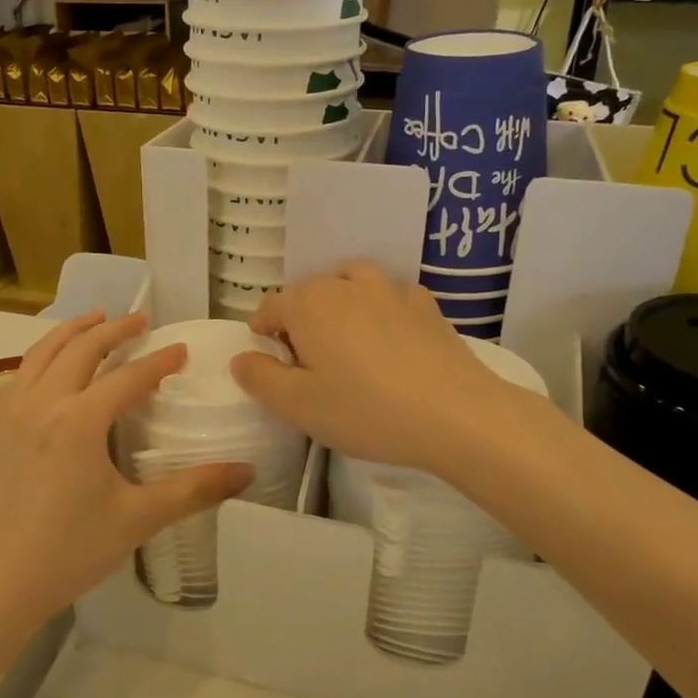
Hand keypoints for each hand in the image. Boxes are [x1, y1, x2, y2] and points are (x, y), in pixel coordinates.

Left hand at [0, 312, 251, 637]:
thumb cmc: (68, 552)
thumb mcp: (137, 519)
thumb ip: (194, 490)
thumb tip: (247, 472)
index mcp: (80, 420)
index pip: (128, 377)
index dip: (159, 361)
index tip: (181, 349)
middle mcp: (43, 403)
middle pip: (81, 350)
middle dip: (113, 330)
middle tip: (139, 319)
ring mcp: (10, 414)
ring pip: (42, 354)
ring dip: (71, 331)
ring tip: (93, 319)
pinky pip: (20, 375)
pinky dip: (42, 356)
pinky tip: (50, 367)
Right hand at [232, 264, 514, 473]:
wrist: (456, 414)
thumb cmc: (366, 411)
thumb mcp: (299, 406)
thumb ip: (261, 379)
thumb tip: (241, 358)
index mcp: (308, 306)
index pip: (271, 306)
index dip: (262, 329)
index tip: (267, 356)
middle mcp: (345, 286)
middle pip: (309, 292)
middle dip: (299, 318)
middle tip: (305, 360)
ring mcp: (390, 290)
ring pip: (350, 283)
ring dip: (338, 303)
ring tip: (344, 339)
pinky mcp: (425, 305)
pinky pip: (389, 296)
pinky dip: (379, 308)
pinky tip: (388, 337)